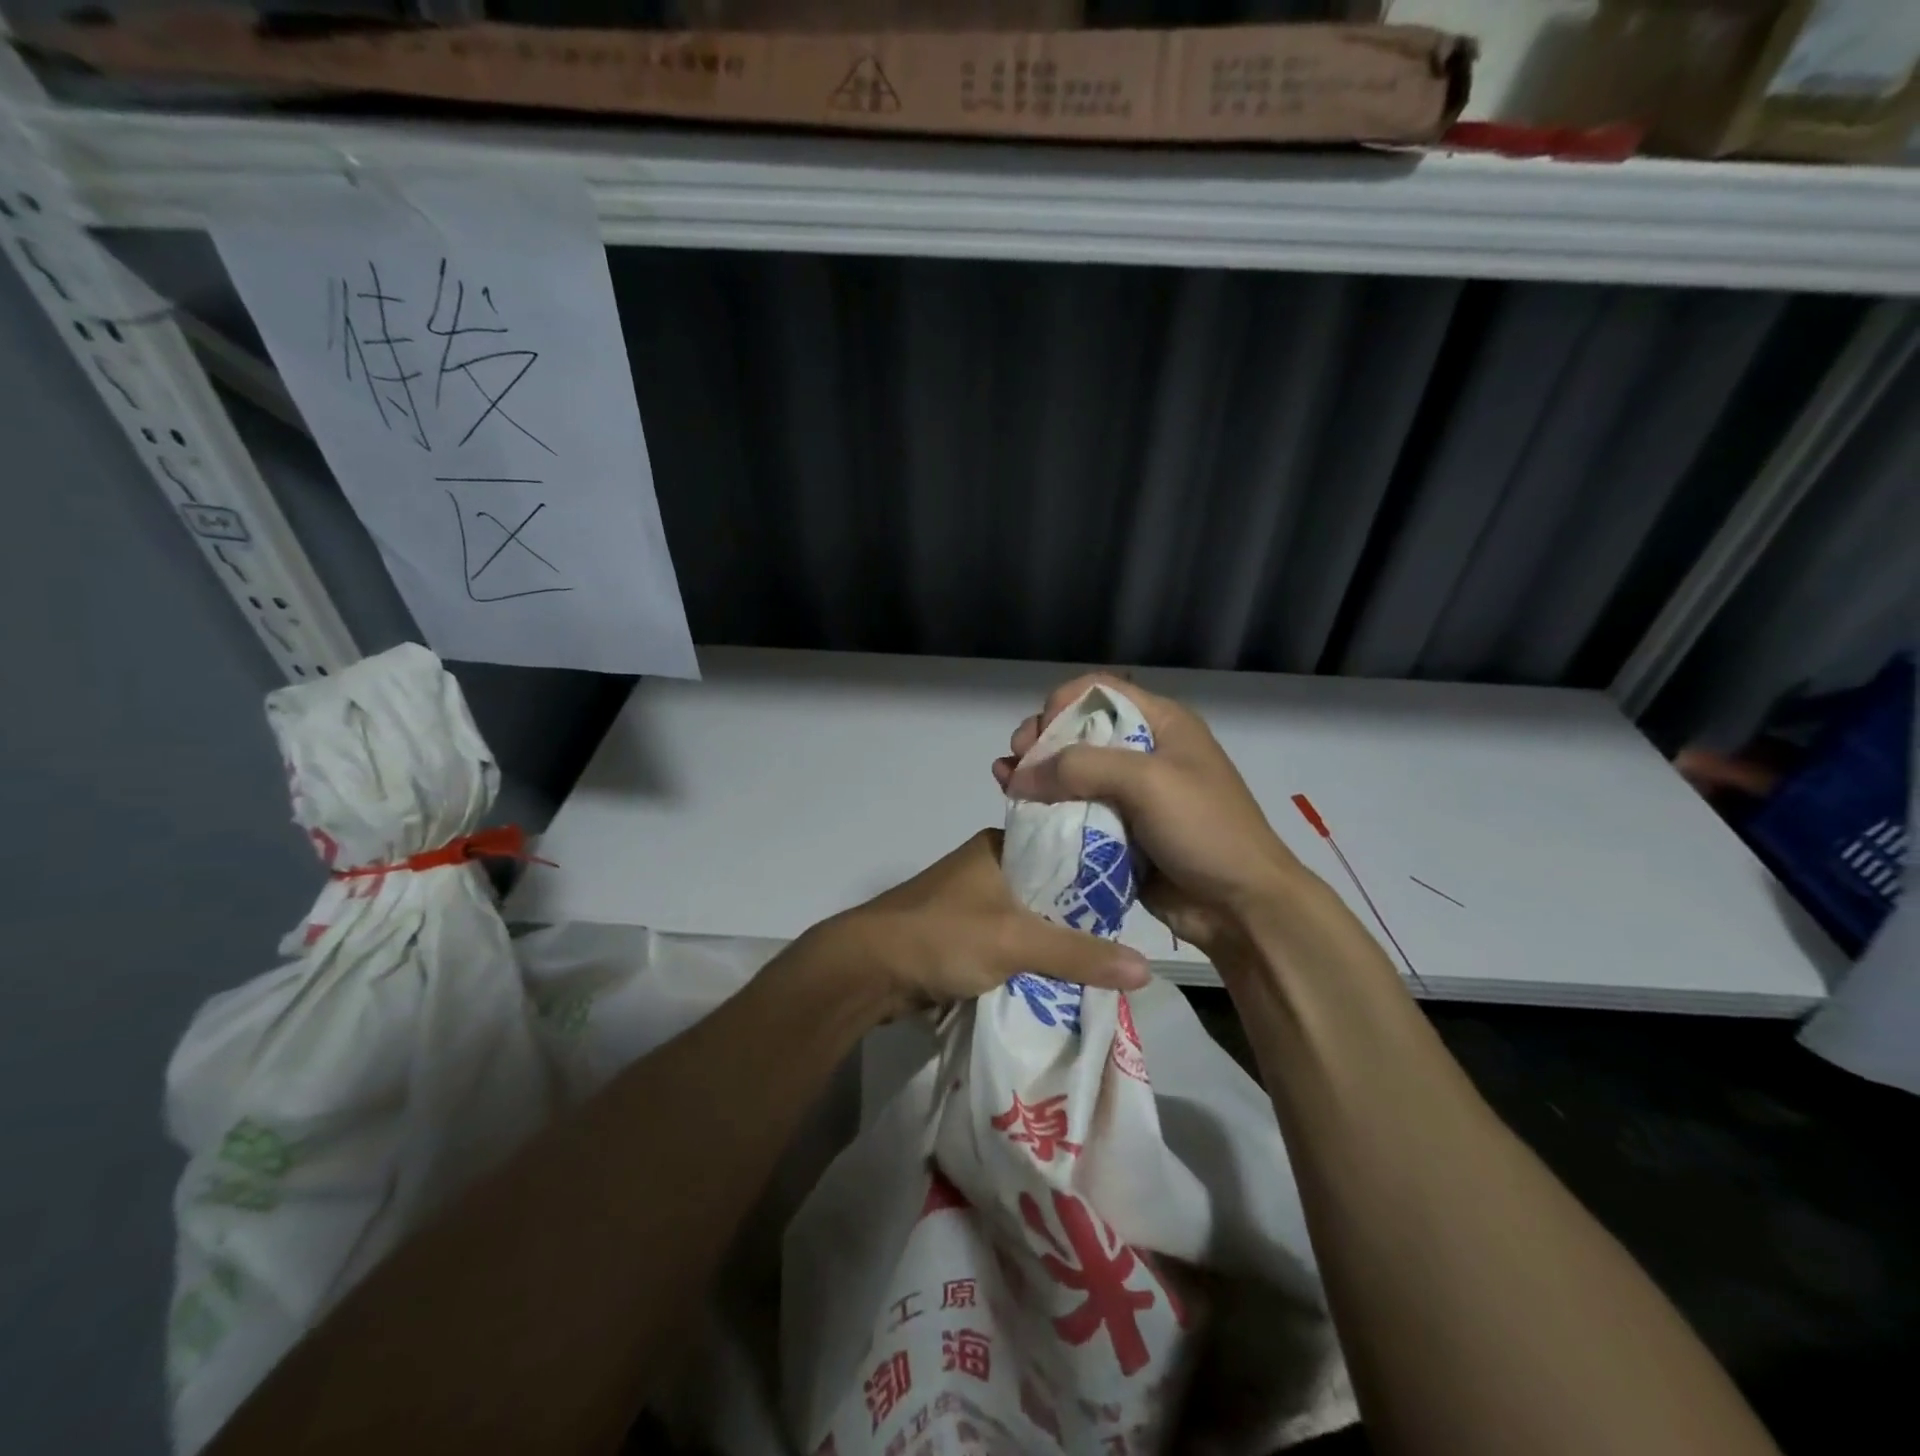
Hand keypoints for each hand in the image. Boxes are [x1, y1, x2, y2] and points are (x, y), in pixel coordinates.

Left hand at [805, 829, 1150, 1016]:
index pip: (1065, 851)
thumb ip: (1079, 955)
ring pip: (1030, 920)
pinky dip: (1032, 959)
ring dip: (1056, 943)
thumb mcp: (1016, 941)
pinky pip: (1011, 943)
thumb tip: (1147, 968)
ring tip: (1105, 965)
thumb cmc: (943, 935)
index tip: (1136, 901)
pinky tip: (1062, 979)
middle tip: (1127, 943)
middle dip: (1081, 920)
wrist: (867, 970)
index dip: (1099, 876)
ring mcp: (973, 901)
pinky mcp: (963, 933)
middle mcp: (989, 866)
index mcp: (1000, 846)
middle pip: (1050, 891)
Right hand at [993, 674, 1305, 960]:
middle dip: (1041, 740)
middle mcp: (1142, 751)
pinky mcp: (1118, 830)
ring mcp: (1130, 793)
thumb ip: (1081, 767)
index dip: (1062, 703)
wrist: (1241, 906)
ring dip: (1036, 774)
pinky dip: (1046, 809)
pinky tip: (1019, 810)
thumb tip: (1019, 775)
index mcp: (1161, 724)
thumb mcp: (1148, 782)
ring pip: (1070, 772)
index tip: (1039, 734)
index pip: (1099, 691)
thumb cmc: (1204, 829)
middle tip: (1015, 760)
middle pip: (1078, 730)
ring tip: (1004, 782)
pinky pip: (1075, 811)